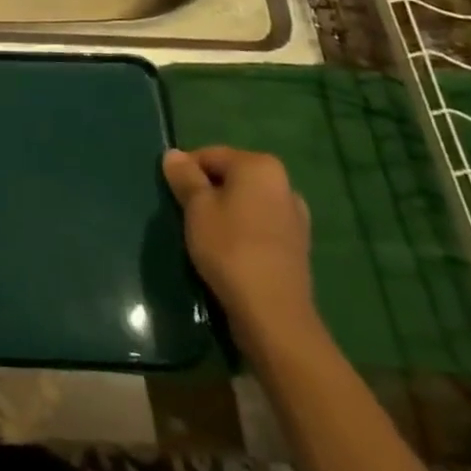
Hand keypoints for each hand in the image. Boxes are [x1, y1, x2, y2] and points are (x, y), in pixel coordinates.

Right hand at [162, 146, 317, 348]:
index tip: (172, 195)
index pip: (210, 155)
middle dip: (208, 191)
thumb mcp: (196, 207)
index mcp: (260, 166)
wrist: (274, 315)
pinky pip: (260, 227)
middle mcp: (283, 184)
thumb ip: (185, 176)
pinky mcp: (297, 247)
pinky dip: (243, 232)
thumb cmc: (230, 248)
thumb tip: (173, 154)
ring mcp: (294, 216)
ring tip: (207, 237)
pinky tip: (230, 252)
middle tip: (187, 216)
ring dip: (226, 212)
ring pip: (246, 203)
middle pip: (231, 178)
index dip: (186, 172)